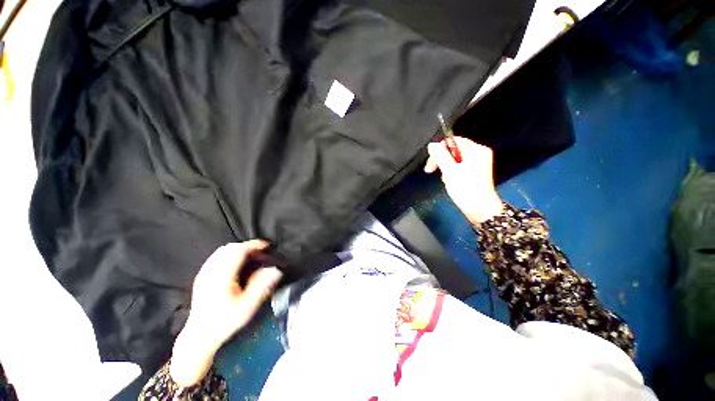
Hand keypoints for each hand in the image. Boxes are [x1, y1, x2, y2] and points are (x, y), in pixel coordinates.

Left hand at [170, 240, 281, 386]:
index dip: (253, 245)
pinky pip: (216, 257)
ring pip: (222, 251)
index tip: (266, 245)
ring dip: (238, 248)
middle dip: (247, 245)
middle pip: (229, 248)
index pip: (238, 251)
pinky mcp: (202, 276)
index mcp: (222, 277)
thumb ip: (261, 286)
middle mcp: (211, 272)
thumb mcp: (247, 307)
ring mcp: (204, 273)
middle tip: (261, 251)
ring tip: (251, 254)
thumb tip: (275, 269)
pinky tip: (236, 261)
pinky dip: (229, 253)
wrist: (200, 335)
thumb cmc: (224, 322)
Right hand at [424, 136, 502, 223]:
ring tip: (446, 179)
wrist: (479, 209)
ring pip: (454, 159)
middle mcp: (478, 153)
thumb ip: (440, 156)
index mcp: (476, 150)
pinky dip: (451, 172)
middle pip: (453, 150)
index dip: (440, 149)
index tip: (431, 163)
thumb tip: (432, 145)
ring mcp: (477, 163)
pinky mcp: (474, 172)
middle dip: (441, 160)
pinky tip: (450, 181)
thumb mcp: (450, 171)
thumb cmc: (466, 189)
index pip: (454, 140)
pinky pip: (458, 166)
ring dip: (445, 168)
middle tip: (431, 170)